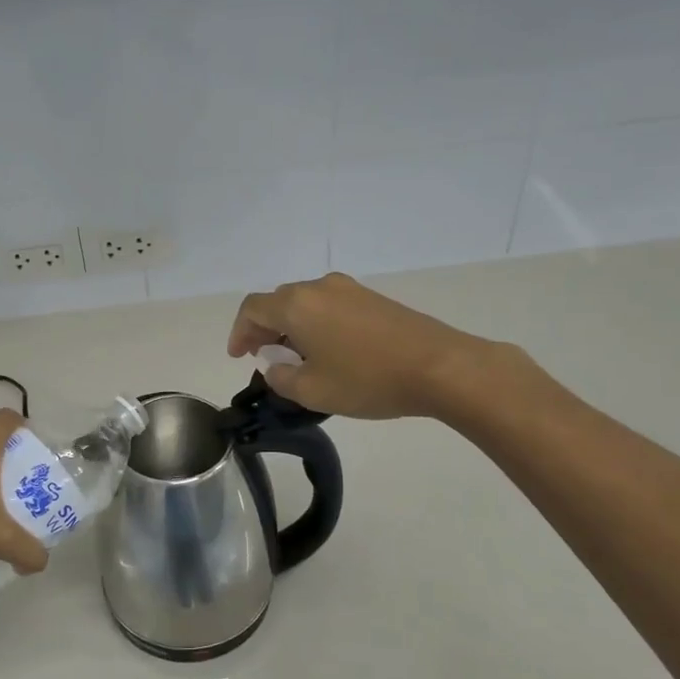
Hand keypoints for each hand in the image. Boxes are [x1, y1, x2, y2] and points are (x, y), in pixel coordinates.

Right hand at [228, 273, 518, 420]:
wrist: (440, 366)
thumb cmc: (368, 380)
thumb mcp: (313, 391)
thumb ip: (281, 377)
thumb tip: (275, 364)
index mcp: (296, 305)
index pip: (252, 309)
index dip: (239, 332)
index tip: (240, 356)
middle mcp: (319, 288)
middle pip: (278, 302)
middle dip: (265, 329)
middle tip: (266, 357)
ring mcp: (349, 290)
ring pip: (305, 303)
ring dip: (292, 326)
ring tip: (298, 357)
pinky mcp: (373, 298)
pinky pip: (330, 306)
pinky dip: (316, 323)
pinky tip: (330, 351)